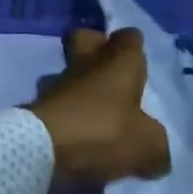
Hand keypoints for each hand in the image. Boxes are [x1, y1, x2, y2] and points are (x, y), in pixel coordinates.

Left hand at [29, 27, 171, 183]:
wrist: (42, 148)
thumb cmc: (103, 133)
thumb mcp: (147, 145)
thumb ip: (155, 146)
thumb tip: (155, 155)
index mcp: (118, 62)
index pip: (128, 37)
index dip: (133, 45)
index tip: (138, 60)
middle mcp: (85, 65)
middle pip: (86, 40)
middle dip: (97, 50)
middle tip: (112, 76)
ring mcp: (56, 85)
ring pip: (68, 74)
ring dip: (80, 89)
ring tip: (95, 116)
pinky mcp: (36, 108)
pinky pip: (57, 105)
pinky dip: (66, 117)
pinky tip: (78, 139)